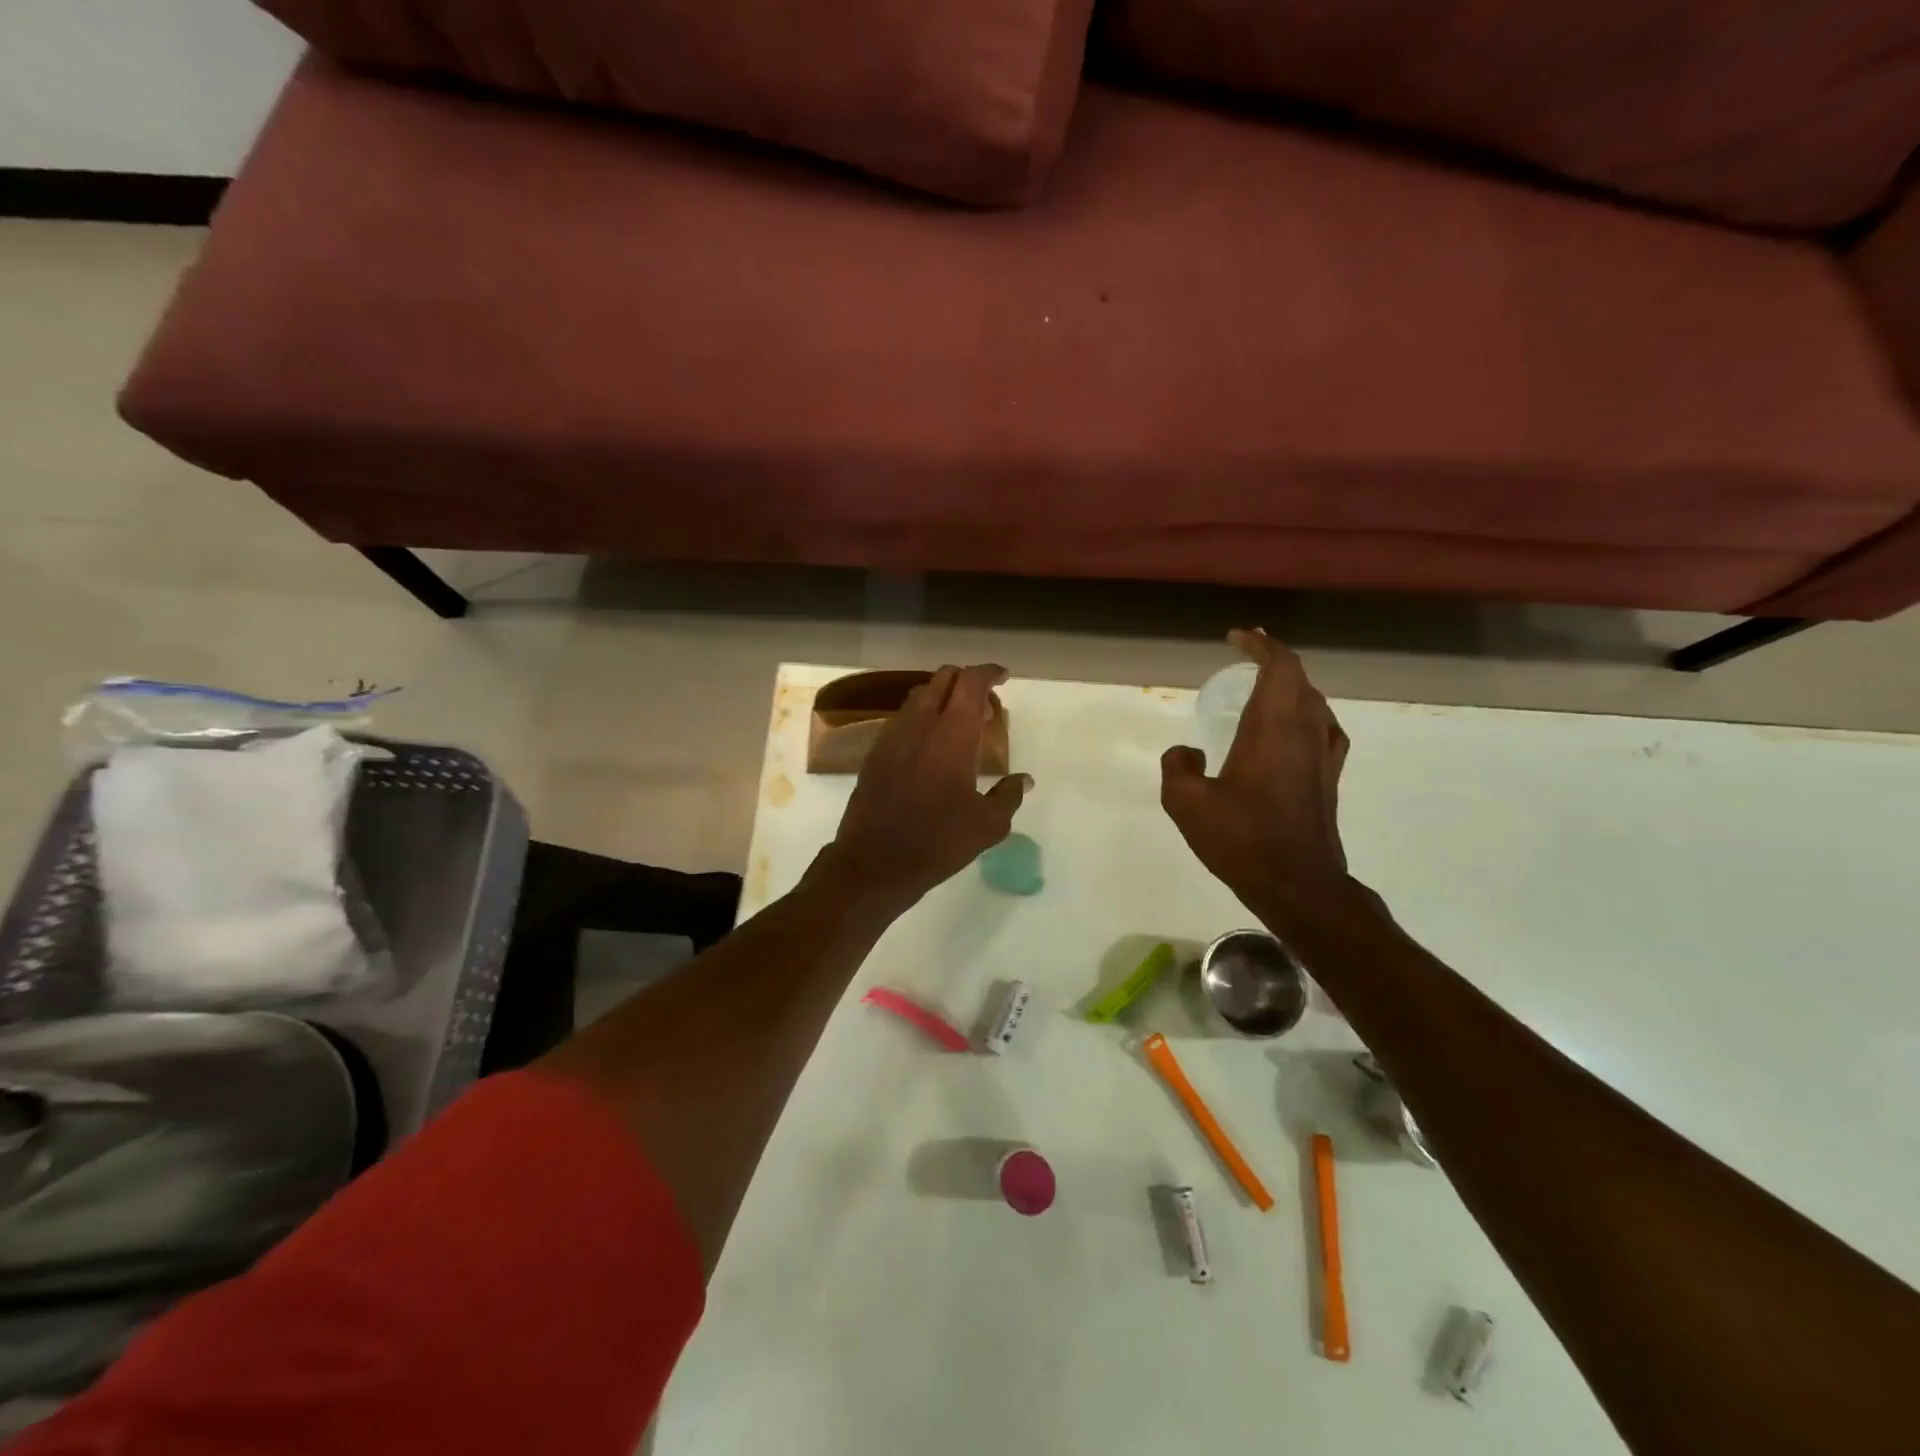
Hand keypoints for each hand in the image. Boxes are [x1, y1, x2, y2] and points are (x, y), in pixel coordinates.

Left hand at [825, 665, 1031, 913]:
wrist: (875, 863)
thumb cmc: (938, 842)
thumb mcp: (988, 825)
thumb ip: (1009, 796)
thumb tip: (1022, 780)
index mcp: (953, 734)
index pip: (971, 682)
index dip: (990, 673)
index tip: (1003, 678)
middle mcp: (920, 724)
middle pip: (943, 679)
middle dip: (966, 680)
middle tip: (983, 704)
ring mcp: (892, 736)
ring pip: (919, 695)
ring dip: (942, 696)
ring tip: (958, 722)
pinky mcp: (875, 752)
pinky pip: (902, 718)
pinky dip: (921, 716)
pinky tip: (929, 745)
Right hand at [1161, 630, 1349, 909]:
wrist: (1297, 883)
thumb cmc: (1241, 838)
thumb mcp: (1186, 803)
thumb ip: (1177, 767)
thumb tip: (1186, 752)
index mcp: (1272, 727)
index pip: (1279, 667)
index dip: (1261, 645)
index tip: (1237, 638)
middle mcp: (1304, 732)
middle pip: (1299, 678)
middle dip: (1274, 659)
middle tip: (1246, 656)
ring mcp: (1323, 756)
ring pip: (1314, 702)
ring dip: (1291, 686)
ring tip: (1265, 688)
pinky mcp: (1329, 779)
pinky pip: (1324, 729)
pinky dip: (1307, 714)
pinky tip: (1294, 731)